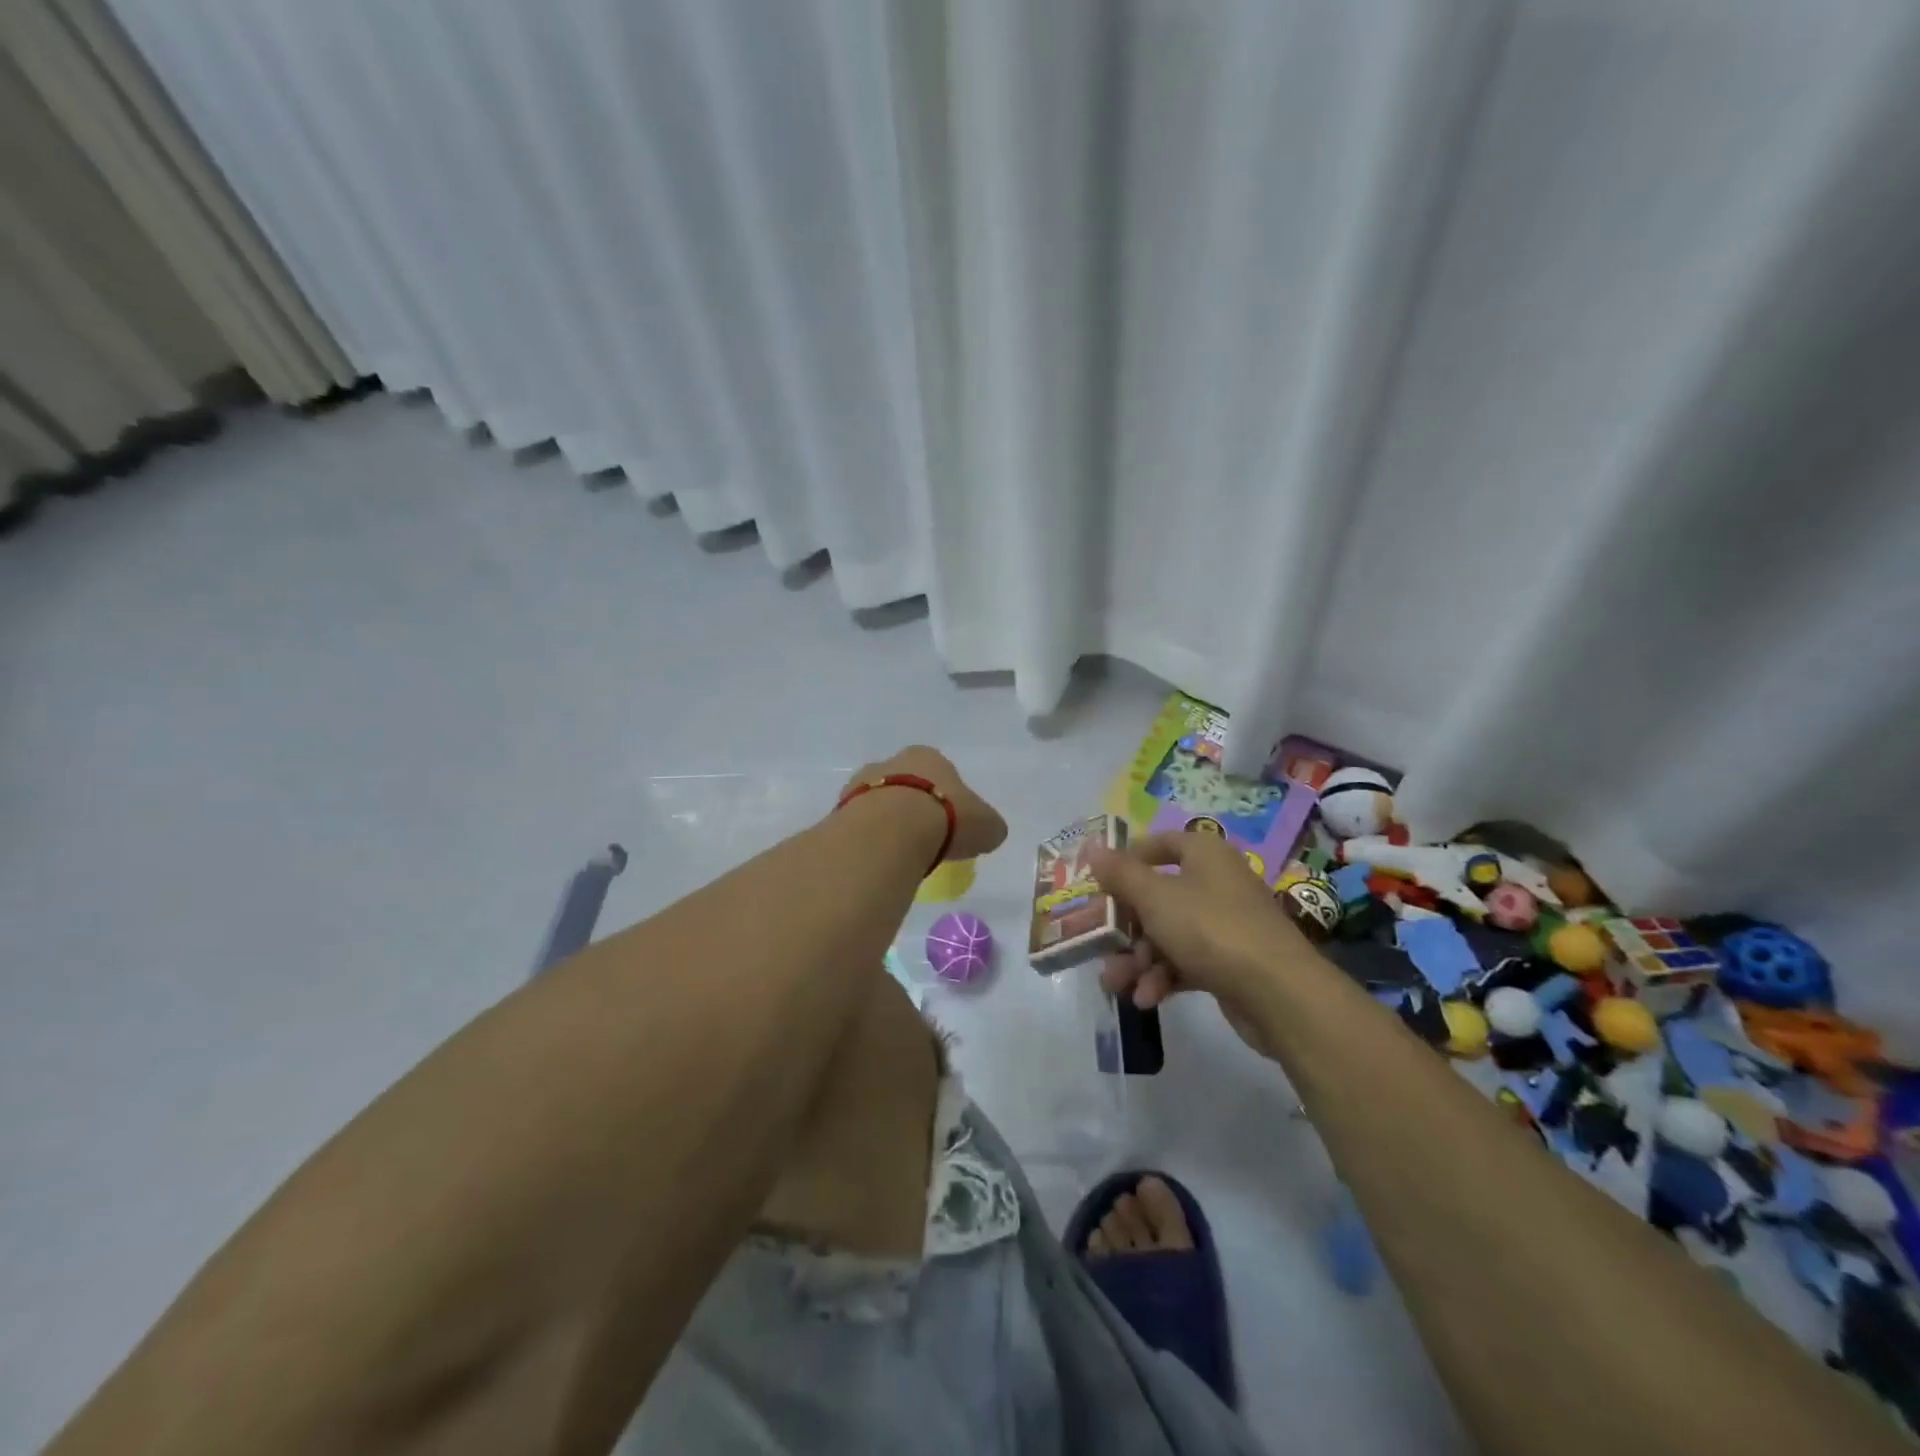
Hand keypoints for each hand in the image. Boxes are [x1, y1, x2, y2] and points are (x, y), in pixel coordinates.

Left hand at [844, 746, 1007, 860]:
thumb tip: (990, 833)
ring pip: (878, 801)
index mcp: (928, 757)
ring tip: (899, 852)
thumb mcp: (986, 825)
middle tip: (924, 838)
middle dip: (912, 806)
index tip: (951, 822)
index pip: (940, 772)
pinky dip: (869, 839)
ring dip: (887, 821)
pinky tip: (878, 857)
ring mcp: (861, 783)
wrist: (891, 831)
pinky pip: (859, 824)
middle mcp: (891, 762)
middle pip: (905, 783)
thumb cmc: (946, 817)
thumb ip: (988, 826)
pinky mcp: (840, 809)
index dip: (947, 796)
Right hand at [1088, 831, 1319, 1056]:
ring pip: (1168, 933)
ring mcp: (1225, 923)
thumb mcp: (1155, 898)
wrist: (1280, 993)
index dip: (1127, 860)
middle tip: (1100, 946)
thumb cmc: (1210, 929)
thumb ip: (1120, 874)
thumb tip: (1092, 847)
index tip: (1099, 884)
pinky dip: (1164, 977)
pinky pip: (1186, 960)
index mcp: (1204, 854)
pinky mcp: (1230, 961)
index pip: (1159, 844)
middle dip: (1126, 927)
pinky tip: (1148, 999)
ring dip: (1139, 960)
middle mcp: (1216, 882)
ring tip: (1117, 985)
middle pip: (1157, 896)